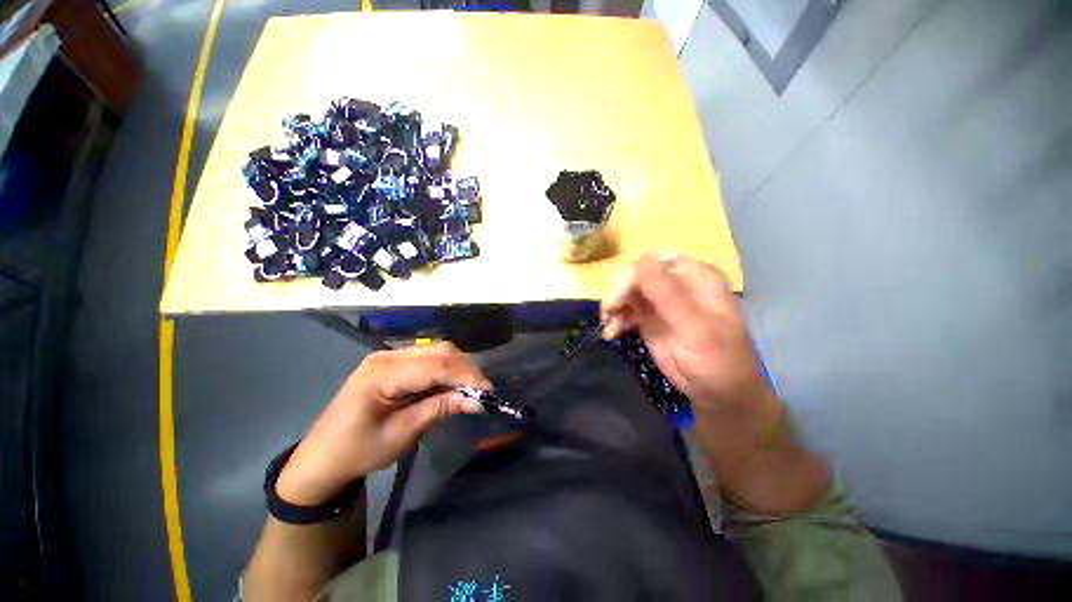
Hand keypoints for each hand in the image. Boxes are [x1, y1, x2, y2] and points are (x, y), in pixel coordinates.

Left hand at [276, 343, 489, 505]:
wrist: (322, 458)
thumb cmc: (358, 451)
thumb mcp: (402, 435)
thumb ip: (440, 409)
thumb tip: (477, 400)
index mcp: (382, 373)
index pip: (436, 365)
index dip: (466, 375)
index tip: (488, 391)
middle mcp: (387, 356)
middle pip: (439, 351)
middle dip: (466, 369)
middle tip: (483, 391)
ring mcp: (388, 356)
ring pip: (436, 350)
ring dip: (458, 367)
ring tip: (472, 387)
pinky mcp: (392, 362)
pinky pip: (428, 357)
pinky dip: (446, 368)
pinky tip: (453, 383)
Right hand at [603, 254, 829, 512]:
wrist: (718, 394)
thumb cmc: (716, 359)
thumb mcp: (694, 327)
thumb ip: (668, 293)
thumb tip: (642, 259)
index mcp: (696, 277)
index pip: (658, 262)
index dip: (635, 274)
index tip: (620, 295)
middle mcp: (676, 284)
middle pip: (638, 275)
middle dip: (621, 291)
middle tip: (610, 311)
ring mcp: (660, 302)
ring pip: (629, 292)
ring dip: (615, 306)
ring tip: (609, 326)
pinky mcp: (649, 319)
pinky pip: (626, 310)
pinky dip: (616, 319)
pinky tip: (611, 333)